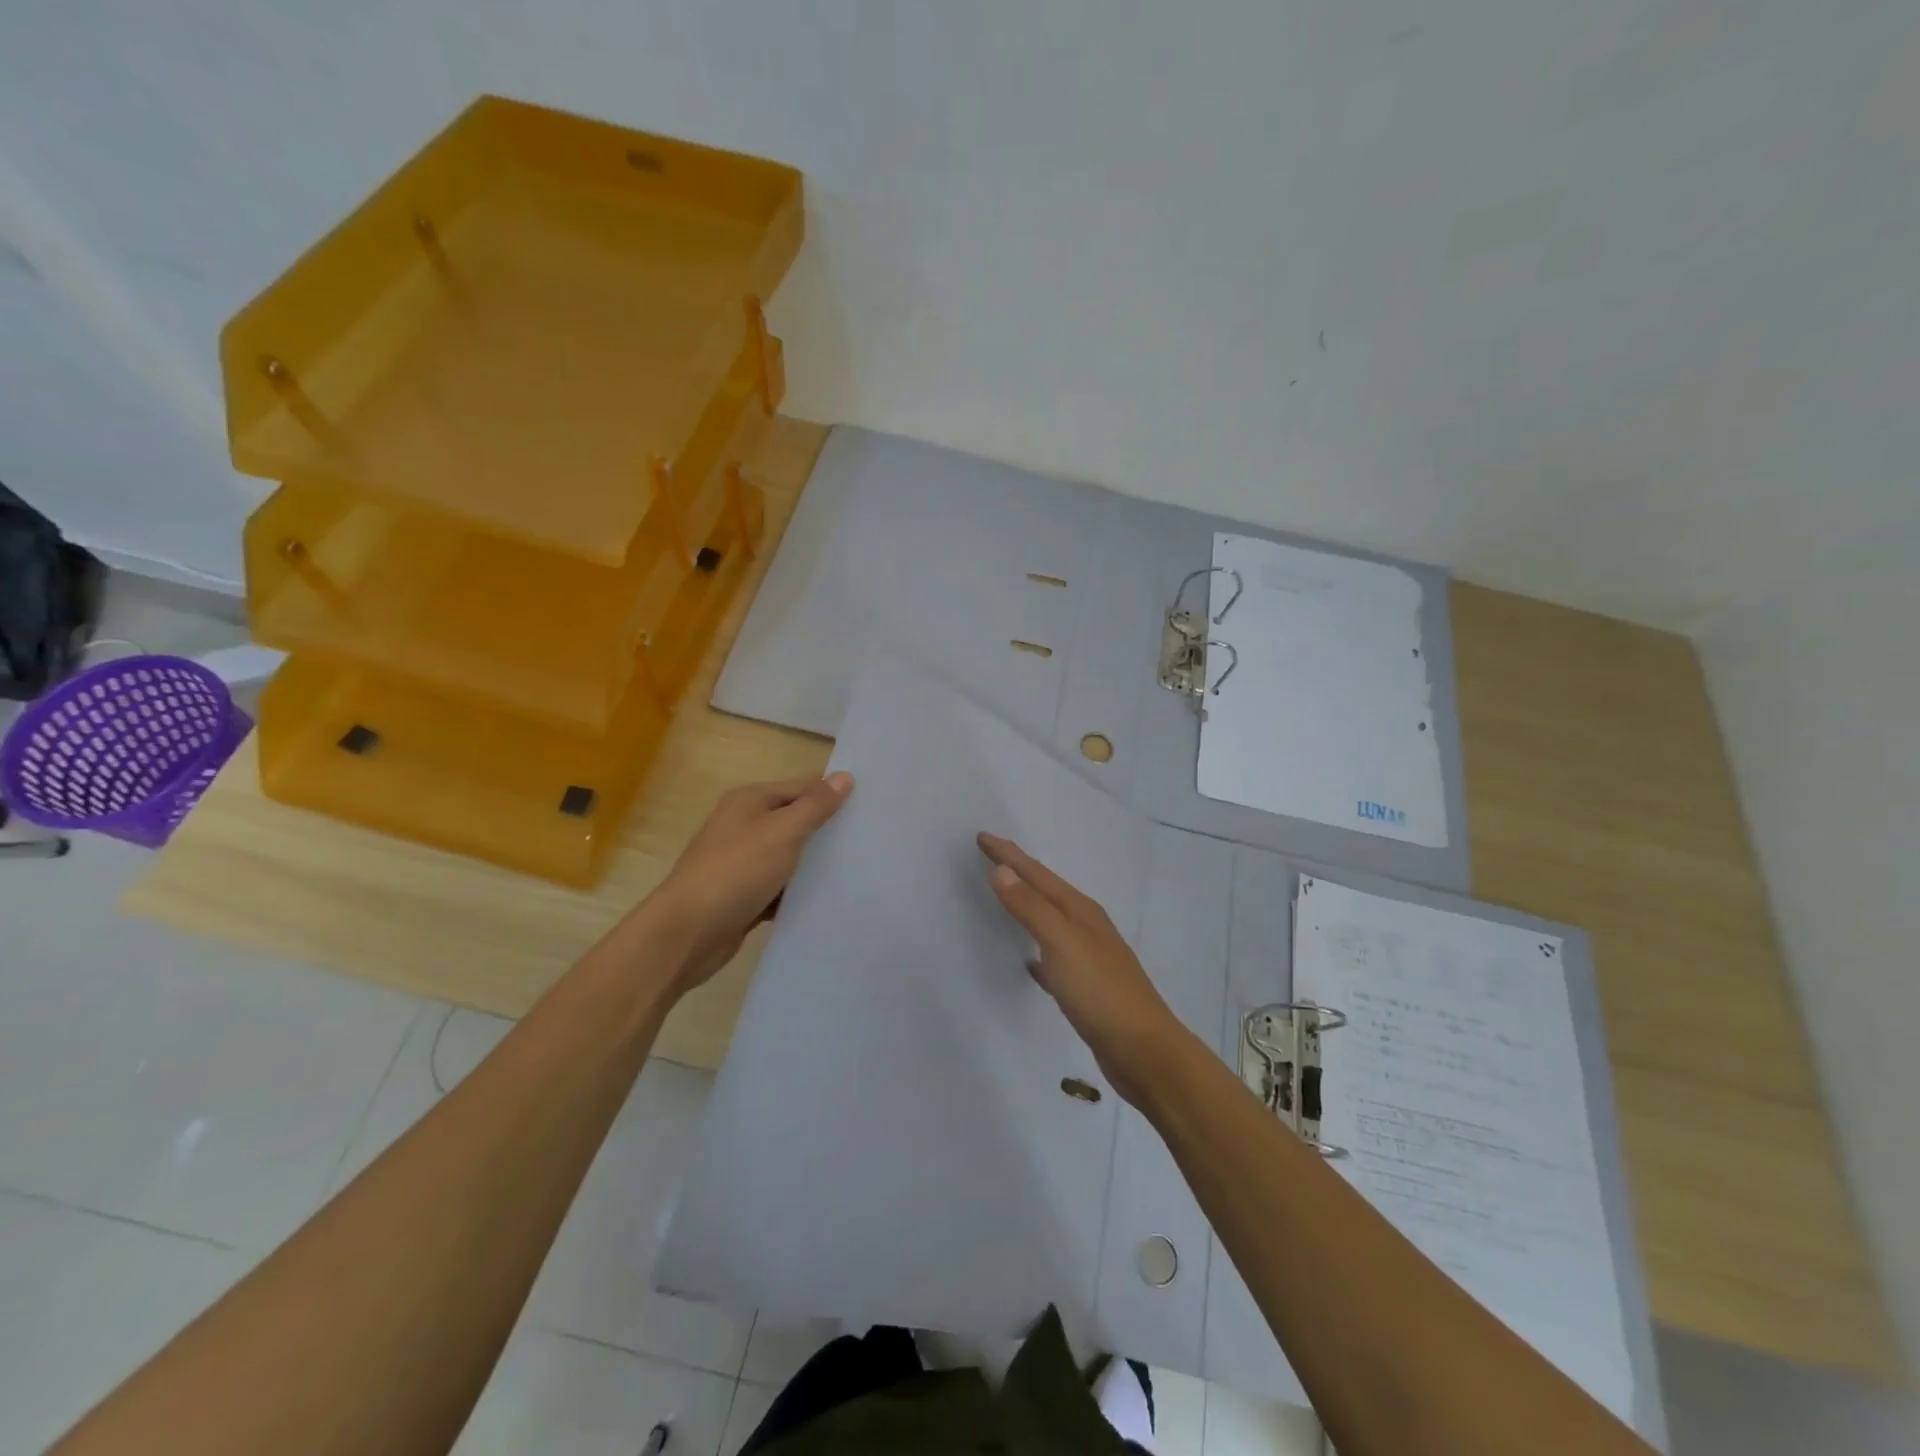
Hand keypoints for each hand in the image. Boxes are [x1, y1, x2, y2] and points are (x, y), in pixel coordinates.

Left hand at [649, 773, 854, 992]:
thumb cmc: (736, 872)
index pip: (803, 787)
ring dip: (815, 864)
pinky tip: (827, 899)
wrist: (687, 933)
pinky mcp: (744, 894)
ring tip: (859, 869)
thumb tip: (845, 776)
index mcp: (750, 800)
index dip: (834, 795)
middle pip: (796, 820)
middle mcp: (744, 825)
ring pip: (790, 856)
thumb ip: (815, 806)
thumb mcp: (783, 832)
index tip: (872, 809)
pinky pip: (780, 886)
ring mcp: (742, 861)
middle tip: (872, 840)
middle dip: (828, 830)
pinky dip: (798, 891)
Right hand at [977, 832, 1184, 1103]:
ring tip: (1007, 897)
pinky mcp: (1087, 987)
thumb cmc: (1100, 991)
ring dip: (1028, 906)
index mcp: (1080, 911)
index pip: (1037, 874)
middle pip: (1046, 891)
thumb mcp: (1061, 943)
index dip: (1008, 855)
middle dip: (1019, 872)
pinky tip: (1029, 961)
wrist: (1143, 1050)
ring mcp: (1089, 957)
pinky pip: (1053, 956)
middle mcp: (1086, 927)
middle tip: (991, 856)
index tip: (982, 837)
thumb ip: (1031, 907)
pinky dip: (1036, 949)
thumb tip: (1002, 869)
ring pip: (1051, 921)